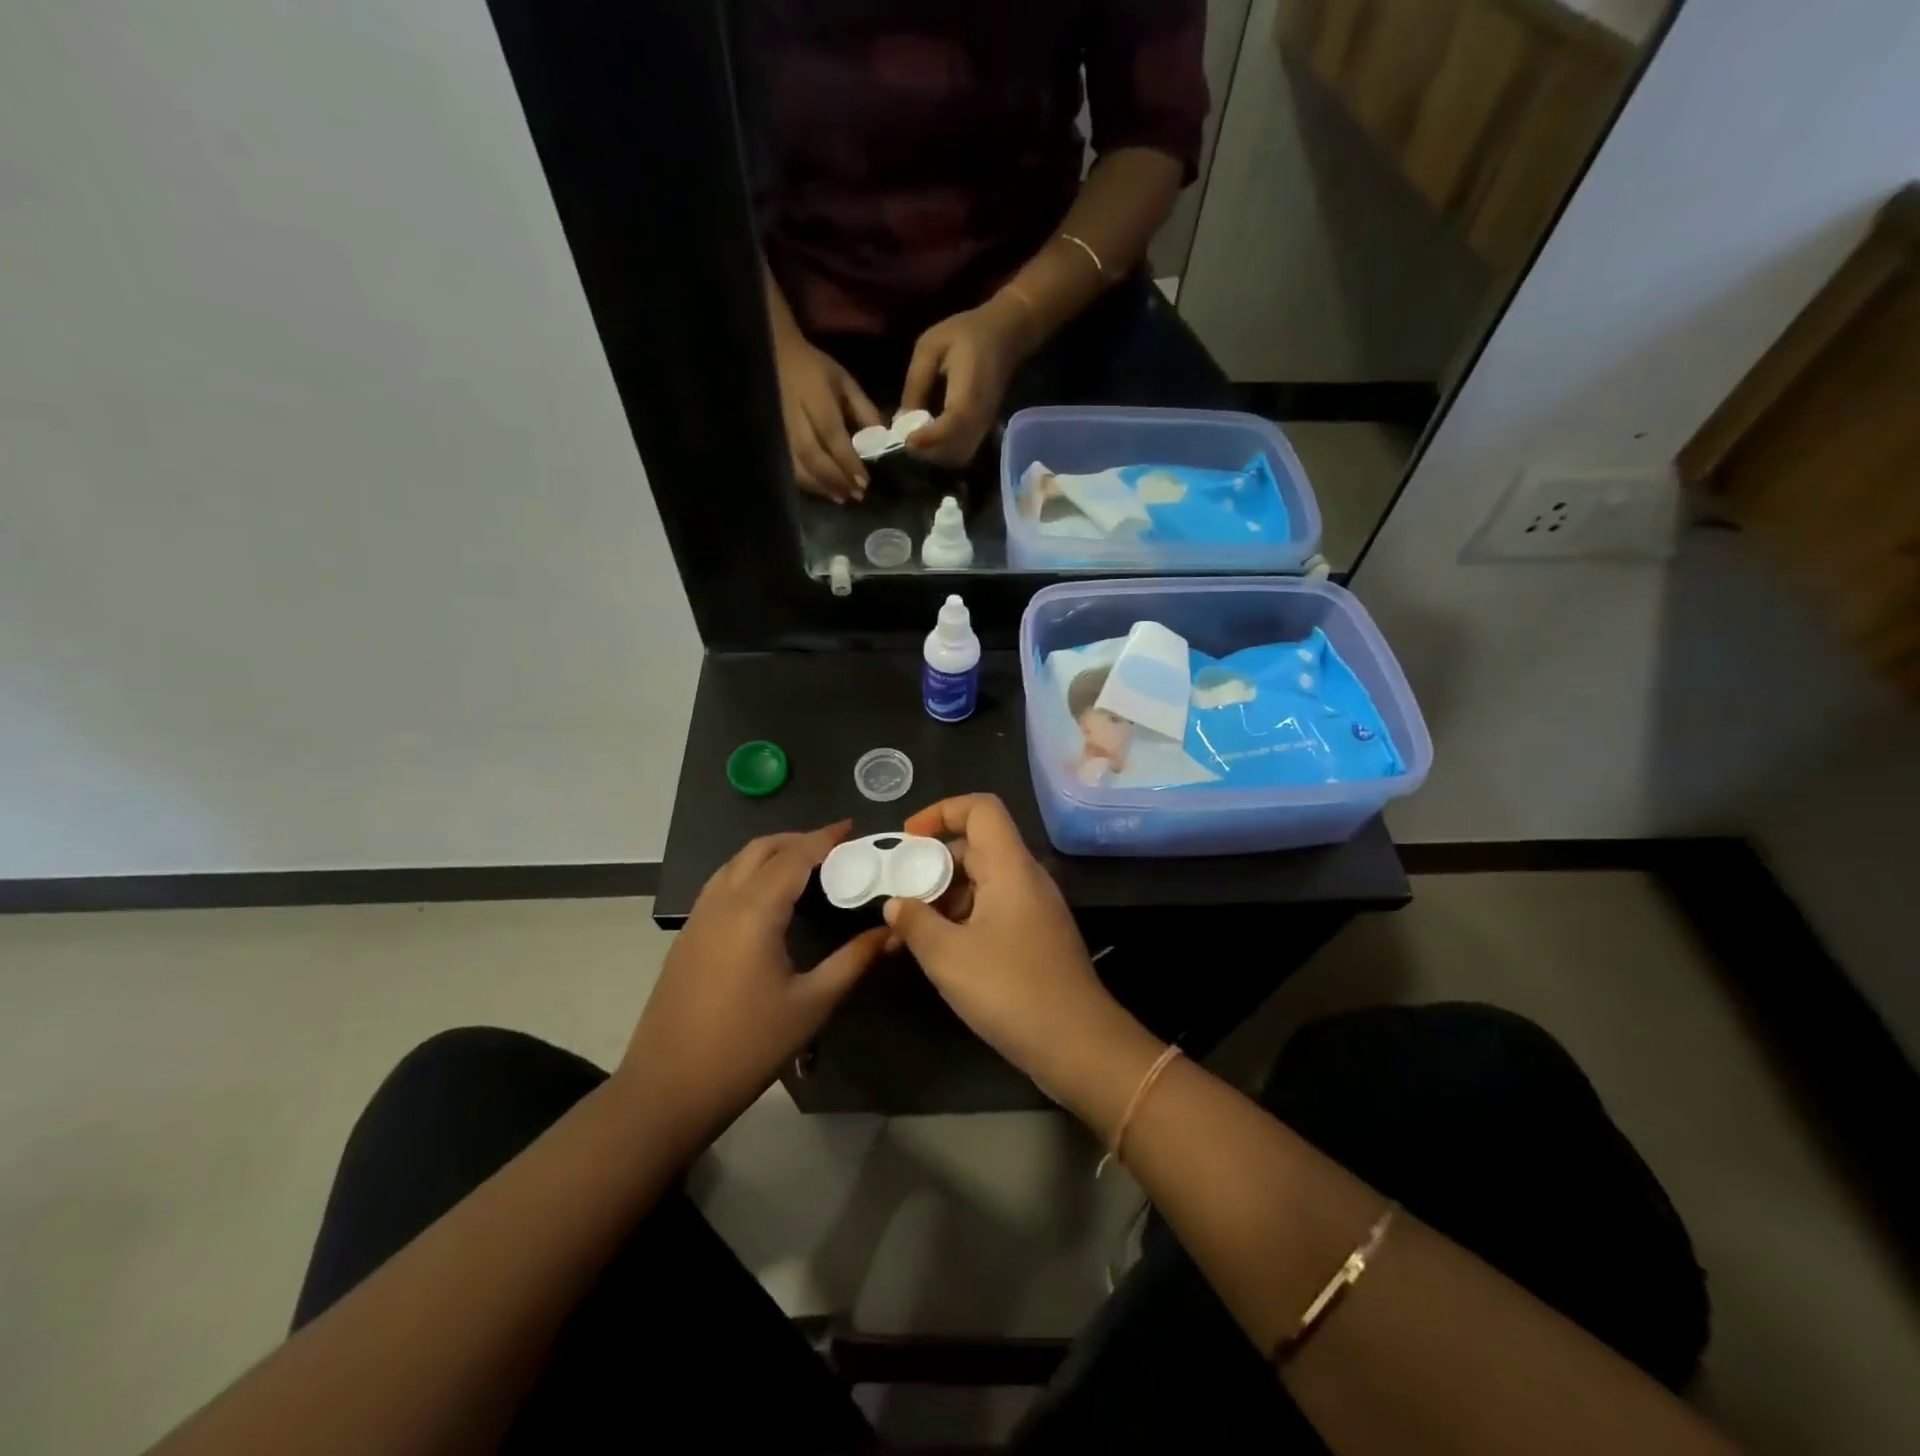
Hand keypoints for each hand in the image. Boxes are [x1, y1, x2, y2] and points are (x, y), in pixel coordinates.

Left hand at [616, 822, 887, 1142]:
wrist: (667, 1090)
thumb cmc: (747, 1047)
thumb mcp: (811, 1005)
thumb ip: (853, 960)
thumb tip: (891, 931)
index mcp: (754, 910)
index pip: (795, 856)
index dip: (825, 838)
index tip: (854, 828)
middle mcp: (722, 901)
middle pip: (761, 849)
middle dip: (798, 839)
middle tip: (836, 847)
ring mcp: (699, 917)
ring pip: (736, 863)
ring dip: (771, 852)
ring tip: (807, 865)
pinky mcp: (687, 936)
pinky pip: (722, 883)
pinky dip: (750, 872)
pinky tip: (769, 898)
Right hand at [775, 334, 883, 502]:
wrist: (772, 356)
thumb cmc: (814, 369)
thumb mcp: (843, 381)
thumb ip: (863, 409)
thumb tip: (881, 440)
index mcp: (815, 398)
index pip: (832, 435)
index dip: (848, 461)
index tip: (865, 482)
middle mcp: (794, 417)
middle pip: (813, 456)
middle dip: (835, 479)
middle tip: (855, 495)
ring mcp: (778, 430)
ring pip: (797, 466)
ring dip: (820, 486)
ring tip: (841, 497)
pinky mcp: (771, 440)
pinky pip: (787, 467)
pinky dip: (806, 483)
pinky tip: (822, 490)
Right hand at [881, 795, 1140, 1105]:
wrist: (1078, 1045)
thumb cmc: (1011, 990)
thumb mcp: (948, 957)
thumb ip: (915, 923)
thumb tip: (895, 903)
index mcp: (1010, 867)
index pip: (981, 809)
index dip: (941, 811)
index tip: (908, 840)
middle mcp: (1025, 879)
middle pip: (975, 847)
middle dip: (931, 865)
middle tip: (896, 895)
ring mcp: (1032, 909)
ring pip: (980, 883)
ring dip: (941, 899)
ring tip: (903, 933)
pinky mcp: (1033, 938)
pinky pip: (990, 911)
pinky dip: (959, 921)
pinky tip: (933, 952)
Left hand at [898, 294, 1031, 467]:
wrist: (1006, 335)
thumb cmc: (966, 333)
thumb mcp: (930, 348)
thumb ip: (915, 383)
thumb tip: (899, 421)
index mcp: (969, 391)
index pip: (951, 426)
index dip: (927, 438)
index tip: (905, 439)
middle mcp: (980, 416)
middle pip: (953, 453)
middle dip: (926, 453)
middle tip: (905, 440)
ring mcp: (984, 427)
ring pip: (957, 458)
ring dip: (934, 456)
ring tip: (915, 439)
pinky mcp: (983, 431)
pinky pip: (962, 453)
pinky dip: (943, 453)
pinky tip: (928, 437)